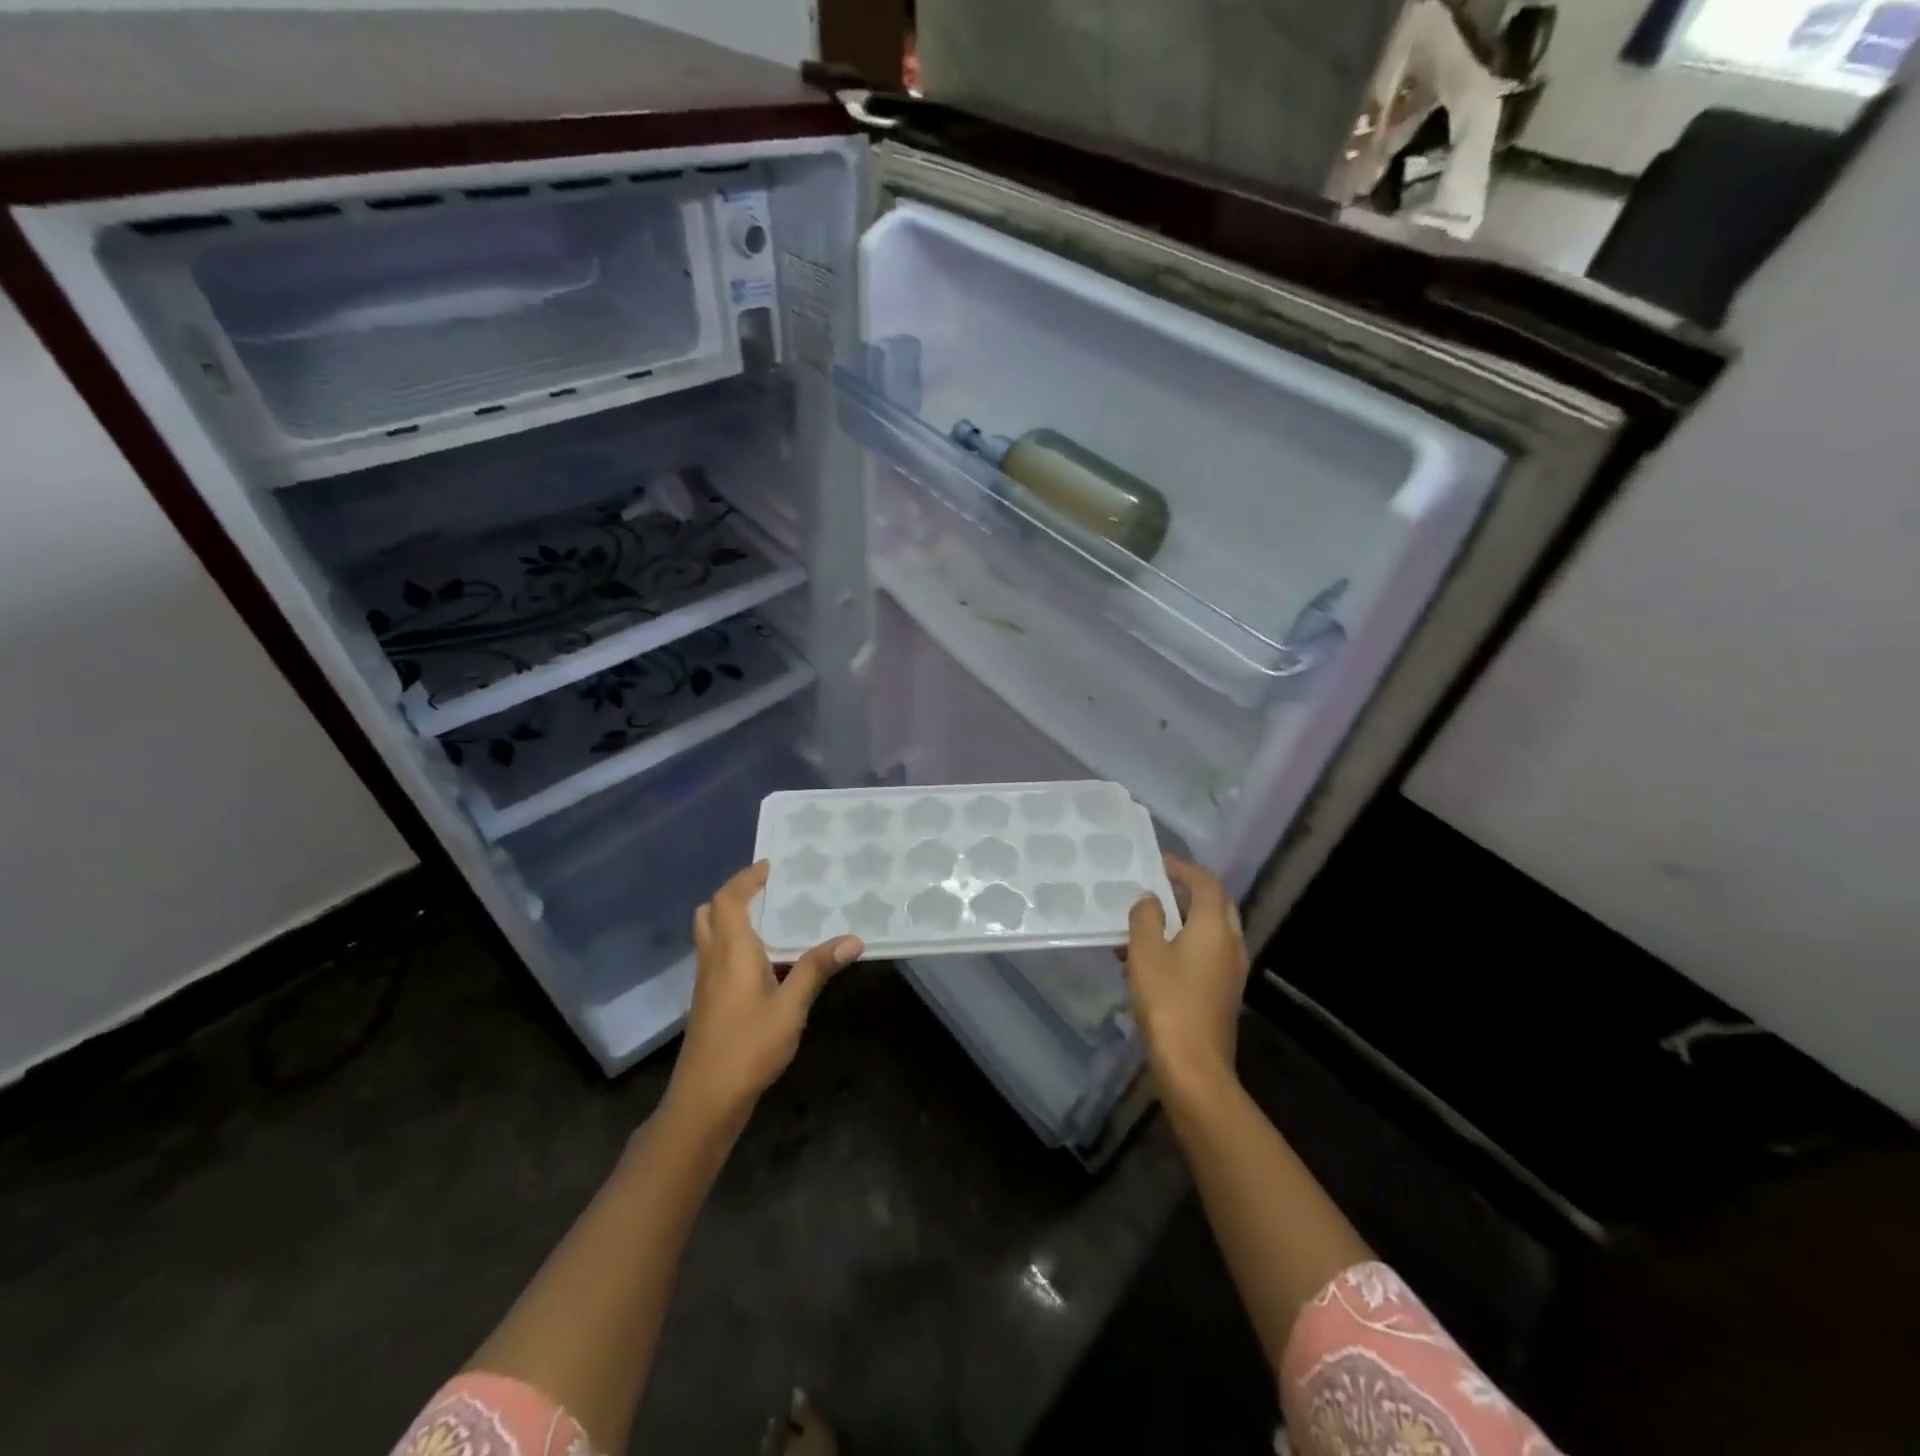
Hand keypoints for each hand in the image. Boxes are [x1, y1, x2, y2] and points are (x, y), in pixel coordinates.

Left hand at [664, 861, 861, 1129]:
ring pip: (710, 935)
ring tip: (770, 918)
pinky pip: (716, 955)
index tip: (770, 865)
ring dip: (731, 918)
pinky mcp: (708, 1000)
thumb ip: (817, 969)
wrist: (706, 1098)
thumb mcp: (791, 1007)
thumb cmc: (748, 1046)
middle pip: (710, 912)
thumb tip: (853, 939)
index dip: (746, 879)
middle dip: (734, 895)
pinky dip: (733, 942)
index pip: (729, 899)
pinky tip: (765, 961)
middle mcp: (713, 958)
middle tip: (766, 890)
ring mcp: (706, 981)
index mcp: (731, 950)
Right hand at [1124, 856, 1248, 1100]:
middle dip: (1189, 892)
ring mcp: (1232, 970)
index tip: (1159, 862)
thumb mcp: (1145, 951)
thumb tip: (1151, 899)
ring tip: (1149, 922)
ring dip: (1184, 920)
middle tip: (1159, 887)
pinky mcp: (1224, 992)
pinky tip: (1153, 959)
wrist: (1193, 1064)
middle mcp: (1231, 943)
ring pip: (1211, 931)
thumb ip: (1146, 916)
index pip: (1206, 883)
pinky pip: (1207, 953)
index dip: (1183, 868)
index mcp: (1215, 926)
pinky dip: (1185, 944)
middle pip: (1216, 905)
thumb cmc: (1167, 1000)